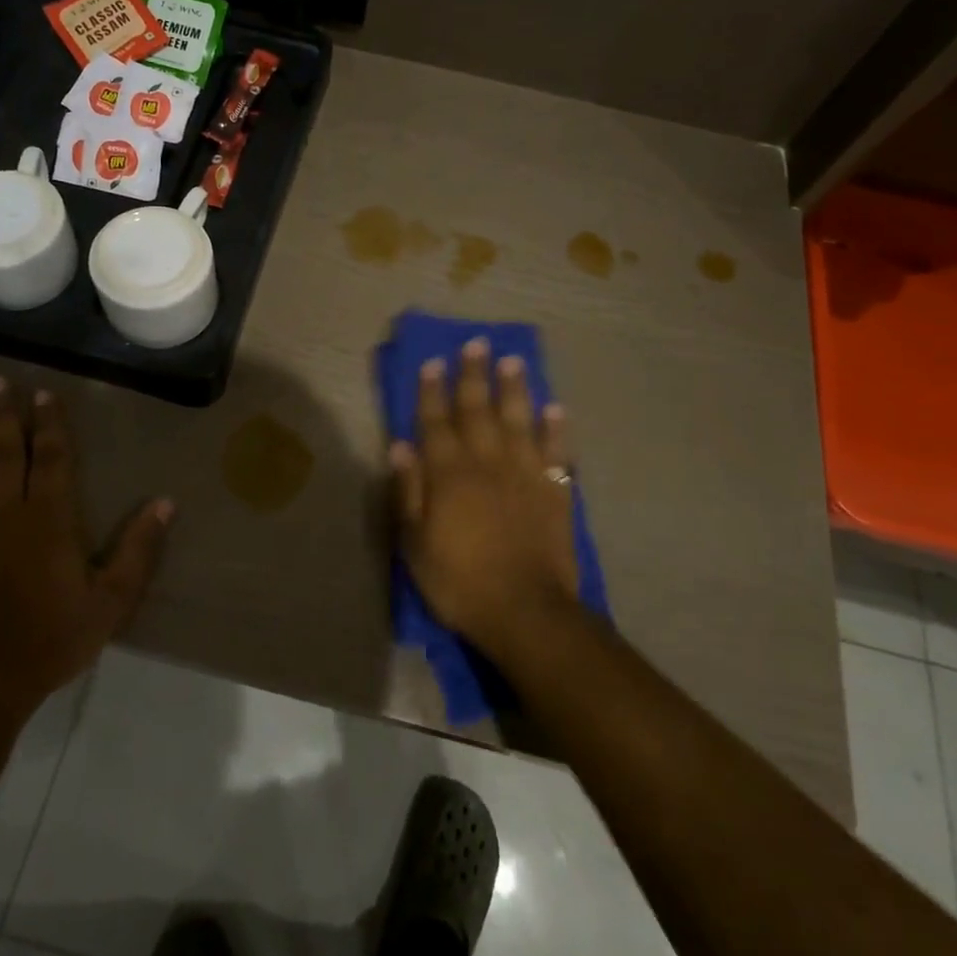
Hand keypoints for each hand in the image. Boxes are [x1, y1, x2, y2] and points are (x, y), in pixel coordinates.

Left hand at [0, 377, 172, 713]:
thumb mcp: (111, 600)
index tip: (43, 394)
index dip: (48, 423)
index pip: (49, 457)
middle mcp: (1, 512)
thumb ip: (138, 549)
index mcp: (47, 518)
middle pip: (0, 453)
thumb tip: (165, 503)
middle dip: (0, 415)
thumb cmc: (52, 639)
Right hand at [391, 338, 579, 660]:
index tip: (432, 362)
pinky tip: (555, 408)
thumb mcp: (415, 543)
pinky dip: (555, 429)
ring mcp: (525, 474)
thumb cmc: (459, 581)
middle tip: (476, 343)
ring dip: (514, 389)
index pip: (436, 422)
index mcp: (449, 474)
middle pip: (478, 410)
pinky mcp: (554, 491)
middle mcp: (487, 462)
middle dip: (473, 375)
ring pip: (519, 420)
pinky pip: (555, 451)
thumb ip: (409, 491)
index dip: (431, 391)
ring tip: (513, 361)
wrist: (526, 611)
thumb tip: (401, 446)